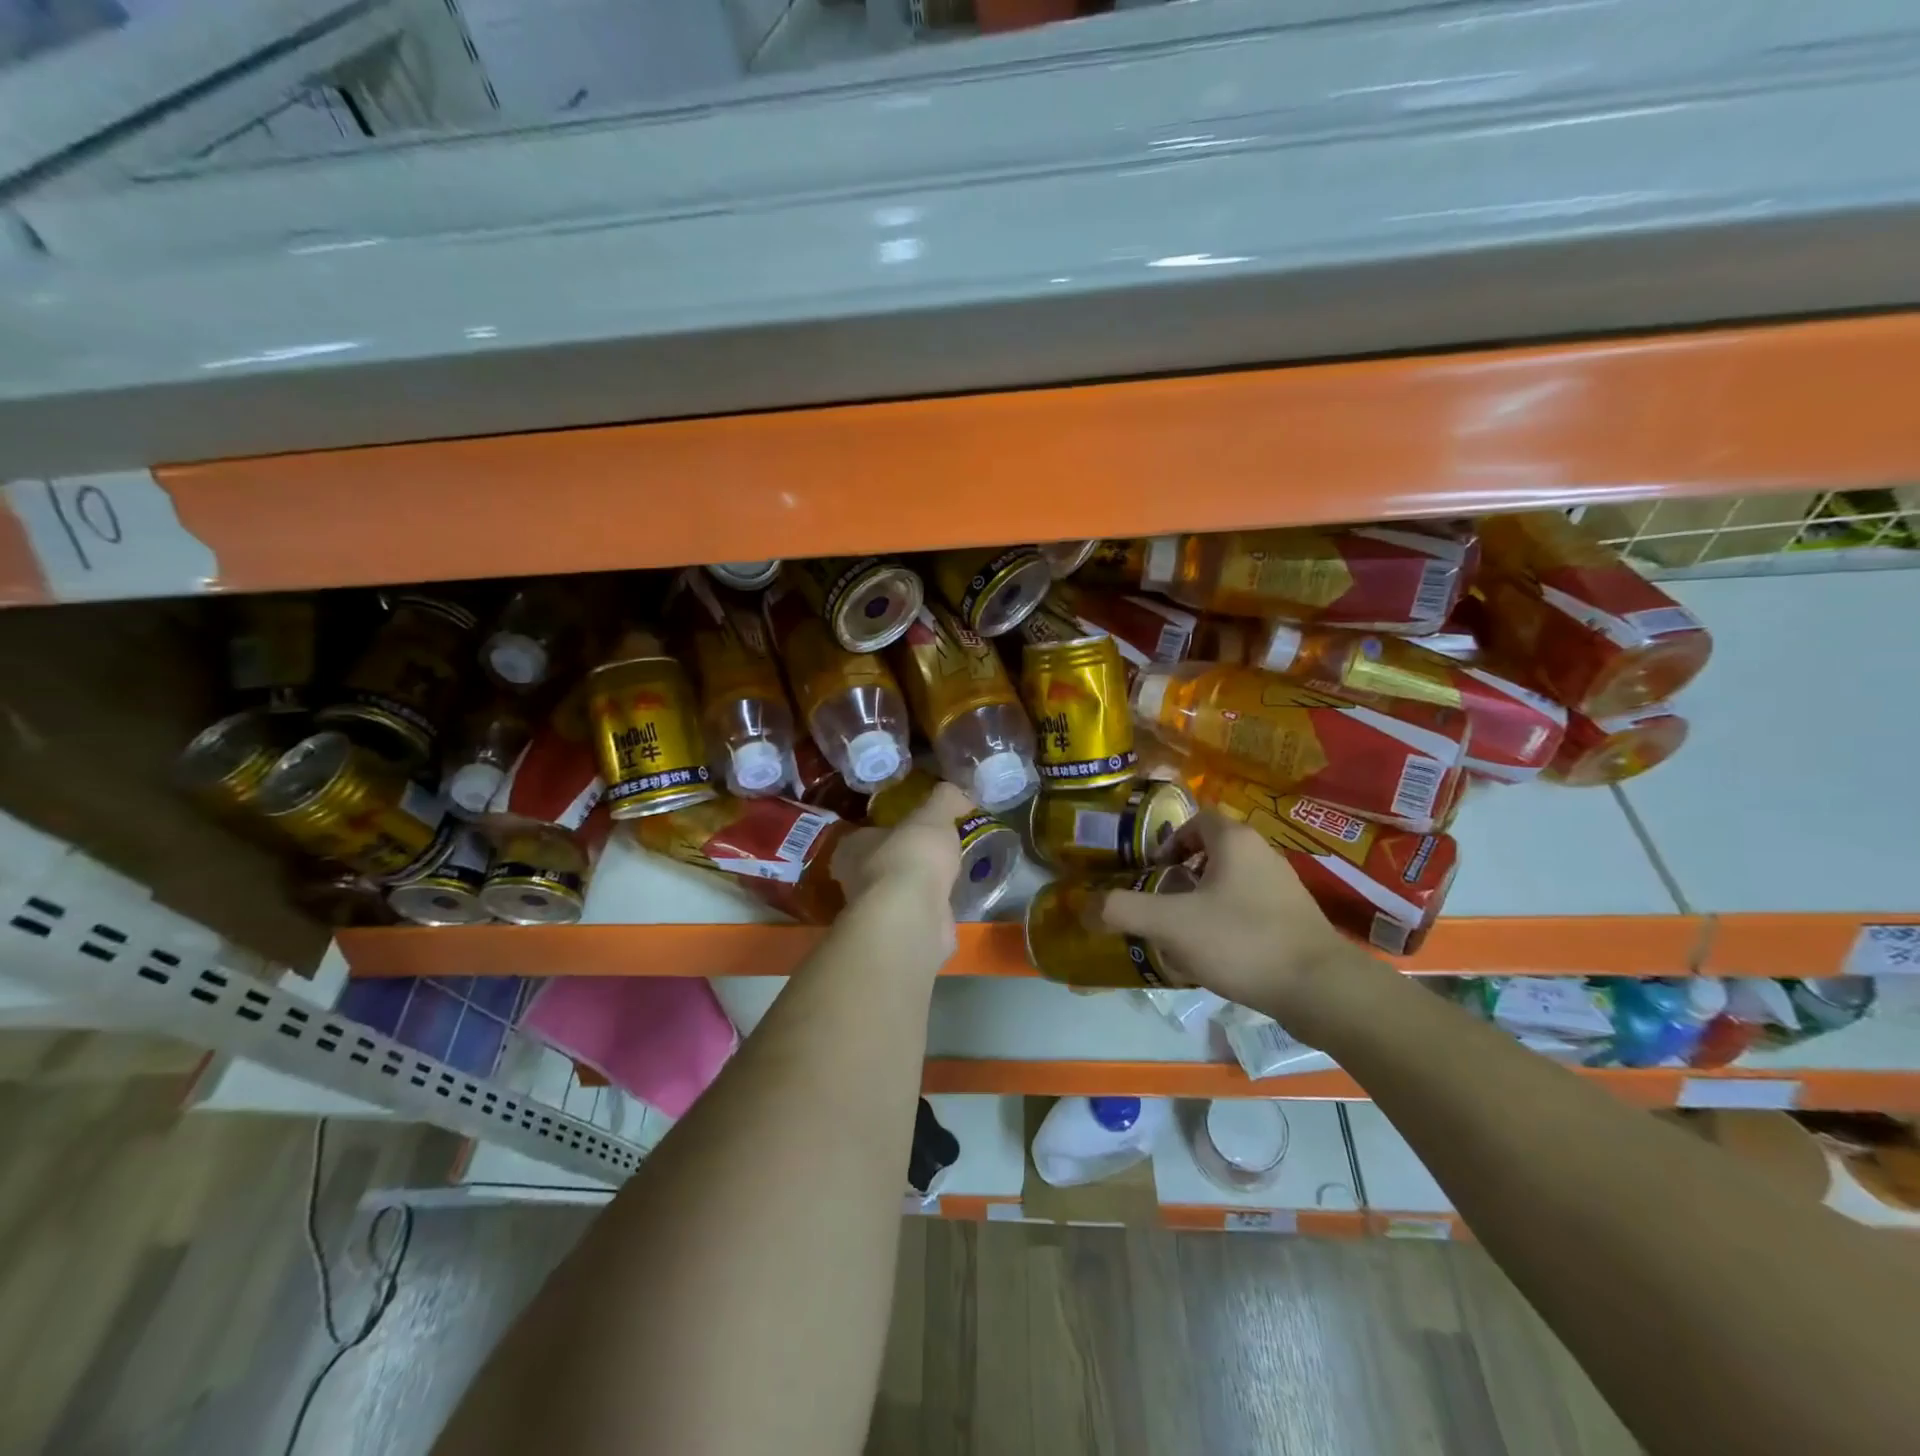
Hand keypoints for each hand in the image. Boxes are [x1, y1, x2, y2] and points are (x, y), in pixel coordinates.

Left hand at [829, 780, 970, 960]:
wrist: (913, 916)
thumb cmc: (911, 856)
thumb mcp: (932, 815)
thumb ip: (944, 799)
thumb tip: (957, 791)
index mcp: (851, 847)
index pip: (867, 834)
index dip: (890, 830)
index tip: (915, 828)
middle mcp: (854, 880)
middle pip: (881, 864)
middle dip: (906, 859)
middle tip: (937, 851)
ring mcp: (875, 912)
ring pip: (898, 892)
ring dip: (920, 887)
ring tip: (950, 875)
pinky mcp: (897, 934)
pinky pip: (916, 915)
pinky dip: (932, 910)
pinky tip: (951, 902)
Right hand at [1097, 809, 1397, 1045]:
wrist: (1321, 990)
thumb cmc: (1241, 941)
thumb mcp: (1171, 923)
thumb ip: (1123, 910)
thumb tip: (1083, 906)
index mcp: (1235, 841)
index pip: (1196, 818)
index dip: (1169, 839)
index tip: (1152, 871)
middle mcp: (1262, 854)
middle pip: (1212, 850)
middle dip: (1181, 873)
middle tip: (1161, 902)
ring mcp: (1283, 887)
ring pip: (1230, 881)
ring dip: (1202, 899)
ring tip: (1183, 931)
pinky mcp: (1295, 919)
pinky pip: (1249, 907)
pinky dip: (1227, 921)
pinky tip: (1217, 953)